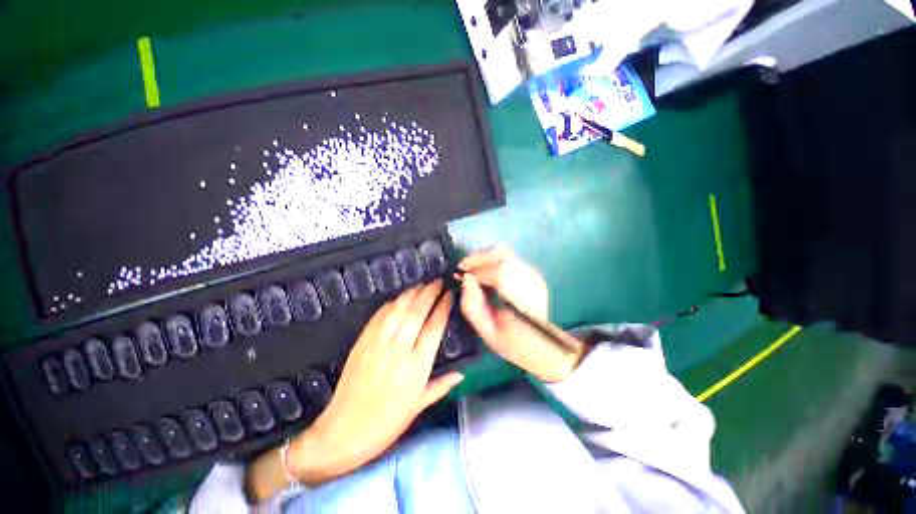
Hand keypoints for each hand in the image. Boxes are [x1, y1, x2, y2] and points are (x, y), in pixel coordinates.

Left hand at [247, 281, 462, 500]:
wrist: (343, 432)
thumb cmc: (386, 424)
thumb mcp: (418, 407)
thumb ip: (441, 386)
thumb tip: (462, 373)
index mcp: (416, 368)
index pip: (434, 328)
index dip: (443, 307)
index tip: (449, 295)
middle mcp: (398, 351)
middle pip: (417, 313)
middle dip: (429, 293)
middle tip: (438, 282)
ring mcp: (377, 345)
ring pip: (398, 310)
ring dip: (411, 293)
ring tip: (422, 284)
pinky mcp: (362, 343)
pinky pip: (379, 316)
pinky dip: (391, 303)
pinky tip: (400, 297)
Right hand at [459, 248, 586, 382]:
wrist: (541, 345)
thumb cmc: (512, 343)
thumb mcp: (486, 332)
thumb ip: (472, 305)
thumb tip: (466, 278)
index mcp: (523, 301)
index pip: (500, 273)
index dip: (478, 270)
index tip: (461, 275)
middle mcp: (532, 283)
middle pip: (504, 256)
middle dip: (479, 258)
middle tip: (463, 267)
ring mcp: (535, 276)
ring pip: (507, 253)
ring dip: (485, 256)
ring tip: (472, 267)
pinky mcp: (533, 273)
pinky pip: (510, 258)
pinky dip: (493, 259)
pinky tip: (484, 269)